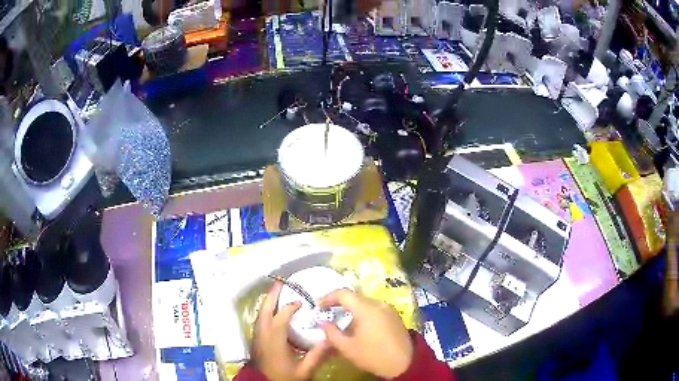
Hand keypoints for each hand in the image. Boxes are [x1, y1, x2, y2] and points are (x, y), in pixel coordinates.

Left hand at [251, 282, 330, 380]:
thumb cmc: (284, 377)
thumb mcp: (304, 369)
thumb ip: (317, 355)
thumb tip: (332, 340)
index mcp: (275, 338)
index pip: (281, 316)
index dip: (290, 306)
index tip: (301, 302)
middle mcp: (263, 333)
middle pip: (265, 309)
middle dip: (272, 294)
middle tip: (280, 282)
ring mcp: (257, 335)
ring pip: (260, 313)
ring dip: (268, 301)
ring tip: (276, 292)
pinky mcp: (255, 339)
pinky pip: (259, 319)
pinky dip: (265, 310)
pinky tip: (271, 311)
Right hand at [319, 289, 412, 378]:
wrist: (404, 364)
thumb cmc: (373, 355)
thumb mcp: (347, 348)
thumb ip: (332, 333)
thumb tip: (323, 322)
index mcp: (366, 309)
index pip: (343, 294)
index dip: (328, 297)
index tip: (318, 306)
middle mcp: (379, 304)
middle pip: (355, 297)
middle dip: (339, 303)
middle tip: (328, 313)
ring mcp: (389, 309)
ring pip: (365, 303)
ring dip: (352, 309)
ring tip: (342, 321)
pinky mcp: (395, 317)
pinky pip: (375, 309)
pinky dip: (364, 313)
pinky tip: (359, 326)